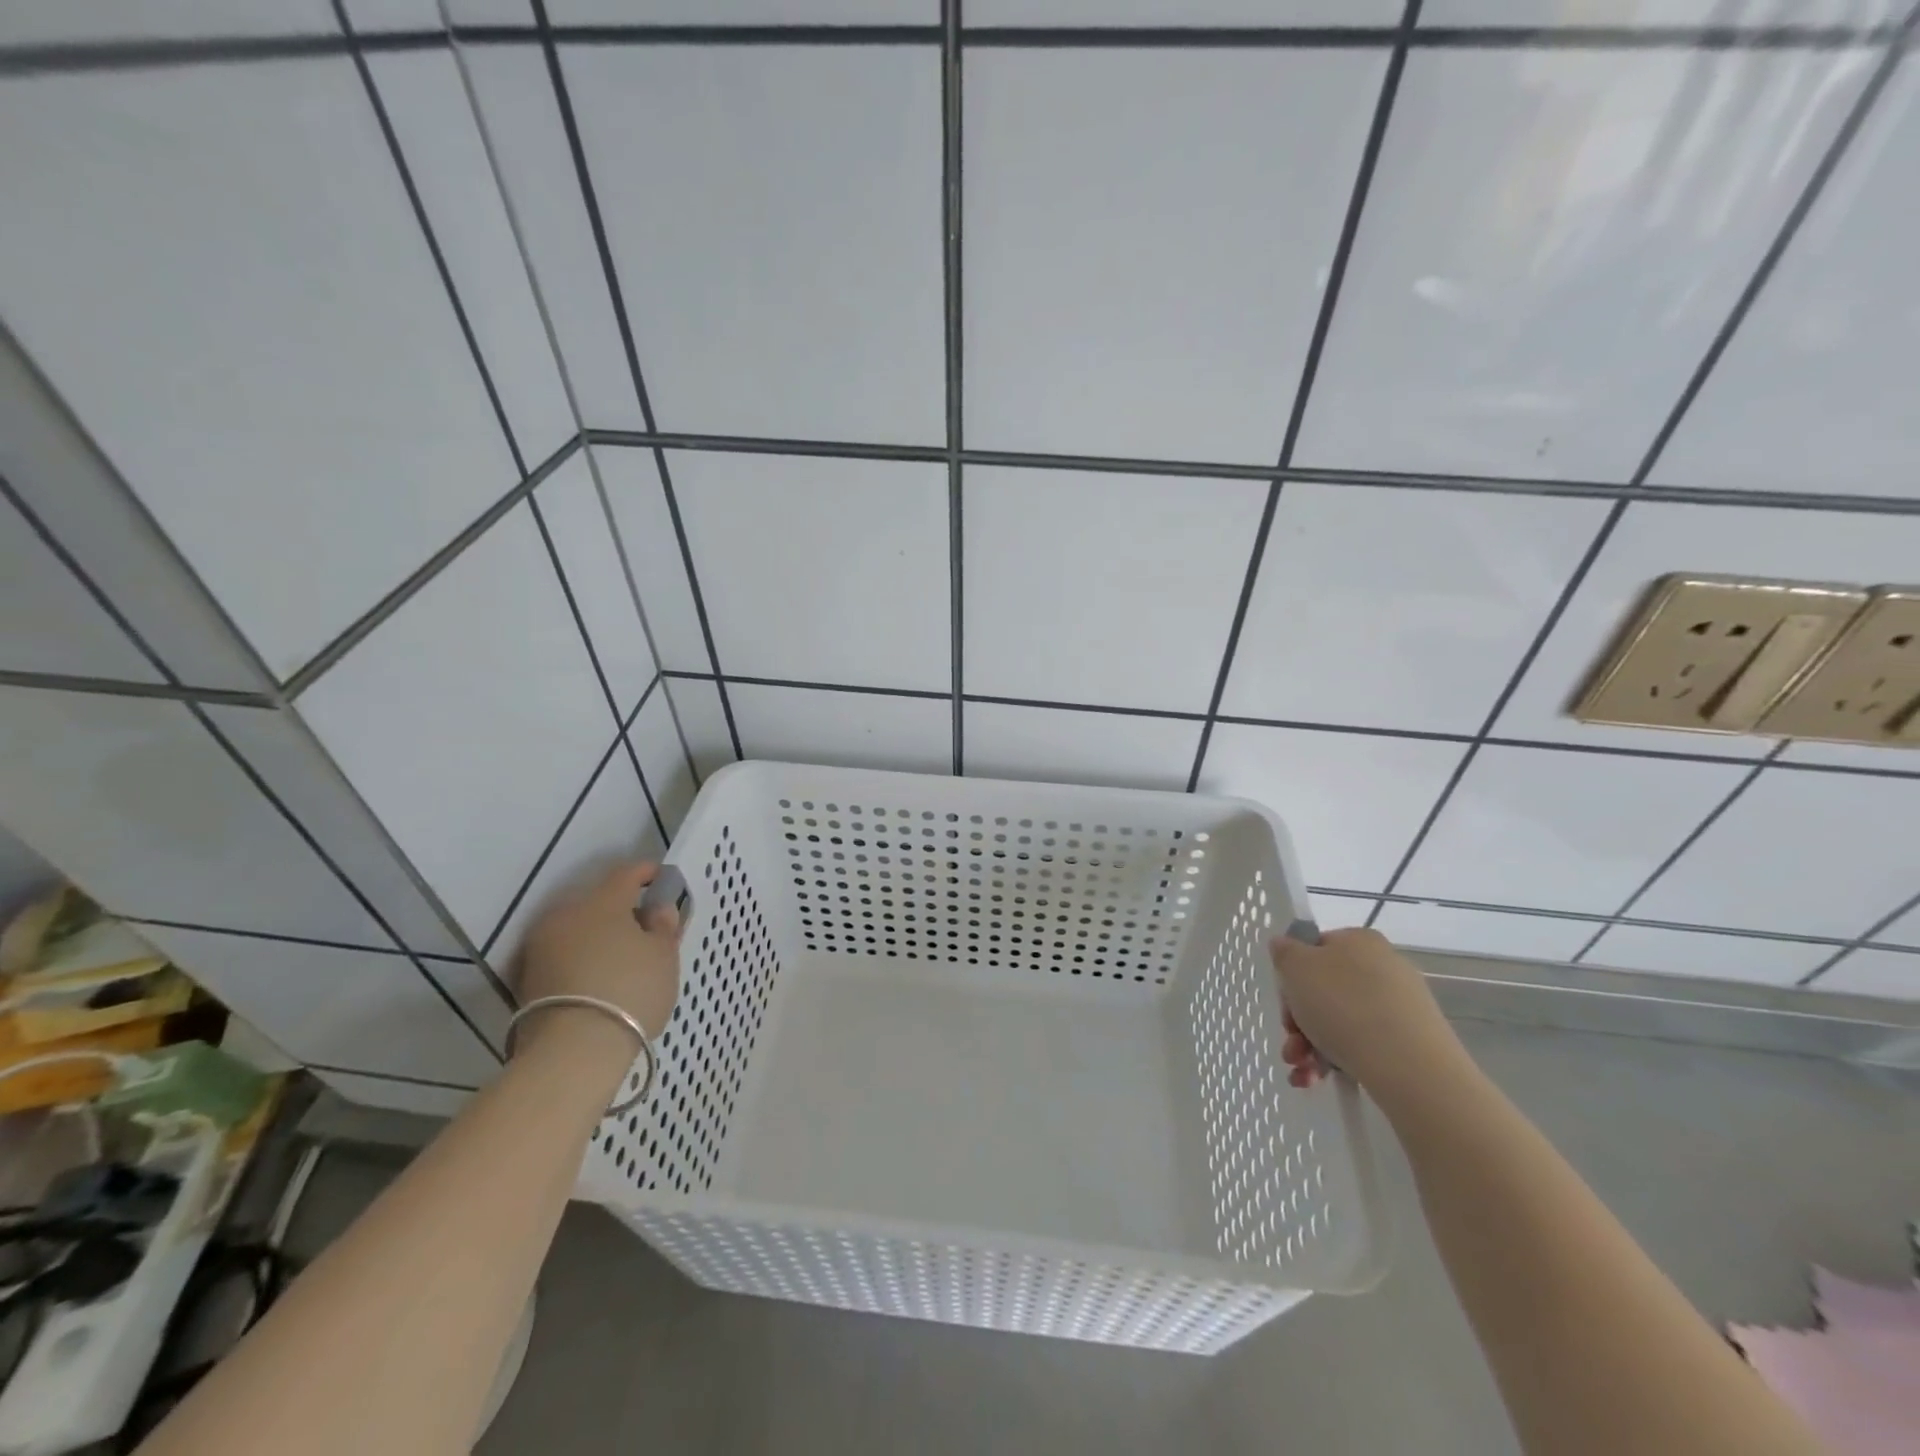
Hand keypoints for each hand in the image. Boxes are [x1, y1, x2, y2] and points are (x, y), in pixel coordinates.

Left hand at [518, 861, 682, 1043]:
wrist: (572, 1052)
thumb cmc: (630, 991)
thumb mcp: (664, 956)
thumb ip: (664, 925)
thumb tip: (657, 909)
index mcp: (602, 901)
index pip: (626, 873)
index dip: (647, 873)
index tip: (662, 879)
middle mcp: (565, 915)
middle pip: (599, 902)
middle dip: (623, 910)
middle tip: (648, 928)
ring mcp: (541, 947)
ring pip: (579, 929)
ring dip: (601, 935)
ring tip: (625, 958)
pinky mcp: (528, 978)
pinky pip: (565, 955)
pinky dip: (584, 958)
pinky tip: (601, 977)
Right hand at [1269, 926, 1463, 1099]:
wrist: (1410, 1067)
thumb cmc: (1343, 1005)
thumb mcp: (1295, 968)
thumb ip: (1284, 952)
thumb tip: (1286, 947)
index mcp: (1359, 941)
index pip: (1315, 950)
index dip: (1292, 978)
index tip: (1285, 1006)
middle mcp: (1384, 967)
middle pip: (1325, 991)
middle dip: (1299, 1022)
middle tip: (1291, 1047)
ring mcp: (1401, 1006)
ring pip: (1341, 1021)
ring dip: (1312, 1046)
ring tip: (1302, 1073)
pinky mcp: (1413, 1042)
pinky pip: (1365, 1044)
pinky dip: (1338, 1060)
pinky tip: (1319, 1079)